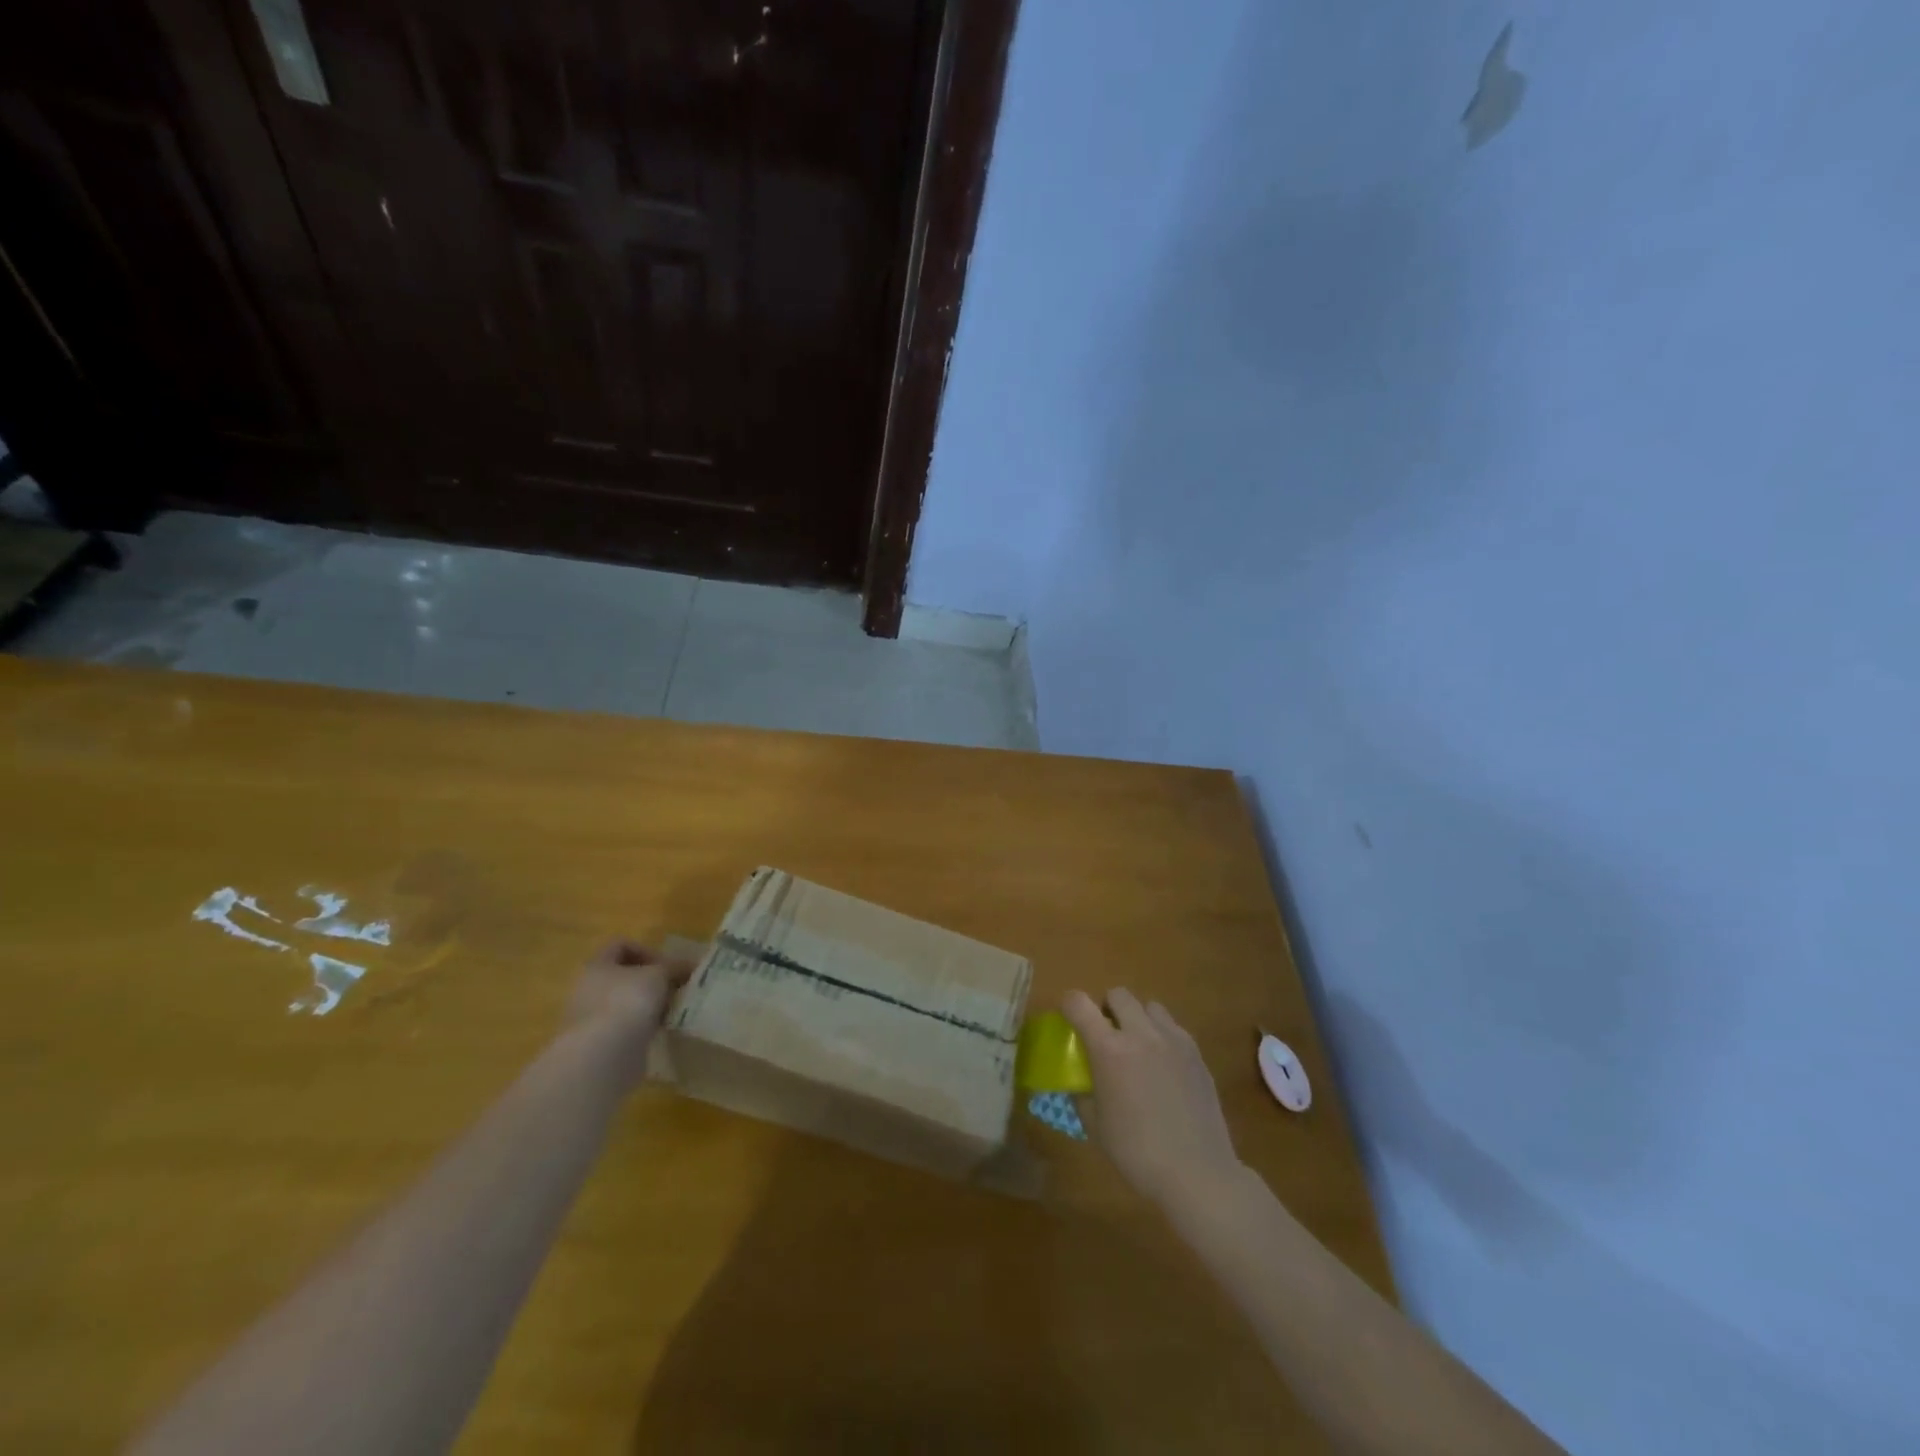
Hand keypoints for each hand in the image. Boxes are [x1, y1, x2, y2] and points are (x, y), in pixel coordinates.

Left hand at [563, 939, 693, 1081]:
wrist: (604, 1055)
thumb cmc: (629, 1001)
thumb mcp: (659, 975)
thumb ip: (674, 967)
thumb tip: (689, 966)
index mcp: (597, 965)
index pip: (620, 946)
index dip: (647, 951)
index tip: (667, 966)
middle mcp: (588, 989)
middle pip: (624, 976)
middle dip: (651, 980)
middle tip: (674, 988)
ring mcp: (591, 1018)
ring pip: (626, 1002)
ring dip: (649, 1005)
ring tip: (671, 1011)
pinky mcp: (598, 1043)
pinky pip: (625, 1027)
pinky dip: (643, 1027)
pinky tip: (660, 1031)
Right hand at [1062, 988, 1243, 1216]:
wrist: (1197, 1173)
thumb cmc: (1137, 1153)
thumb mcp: (1095, 1126)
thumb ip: (1082, 1094)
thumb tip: (1078, 1082)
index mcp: (1109, 1050)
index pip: (1079, 1004)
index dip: (1069, 1004)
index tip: (1068, 1017)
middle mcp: (1140, 1034)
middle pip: (1118, 994)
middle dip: (1106, 1007)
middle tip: (1106, 1034)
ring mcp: (1173, 1040)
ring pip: (1149, 1006)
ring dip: (1137, 1018)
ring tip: (1138, 1046)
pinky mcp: (1196, 1052)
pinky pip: (1173, 1027)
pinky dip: (1161, 1035)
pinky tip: (1163, 1065)